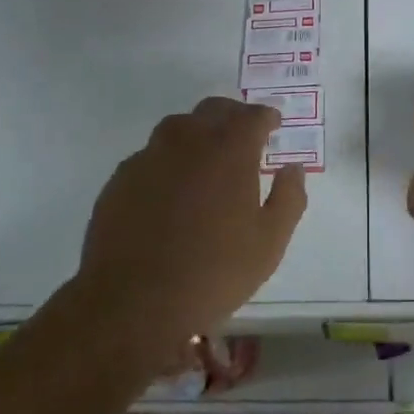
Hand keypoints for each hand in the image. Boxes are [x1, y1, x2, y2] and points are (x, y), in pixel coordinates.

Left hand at [79, 98, 307, 350]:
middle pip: (213, 111)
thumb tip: (292, 168)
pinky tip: (170, 188)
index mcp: (229, 151)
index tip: (273, 124)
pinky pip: (151, 155)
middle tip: (243, 134)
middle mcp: (188, 141)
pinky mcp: (120, 179)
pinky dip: (167, 160)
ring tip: (206, 157)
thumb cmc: (213, 272)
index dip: (265, 117)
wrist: (133, 303)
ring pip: (178, 127)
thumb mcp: (269, 242)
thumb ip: (288, 198)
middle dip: (233, 116)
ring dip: (197, 133)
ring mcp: (149, 157)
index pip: (252, 116)